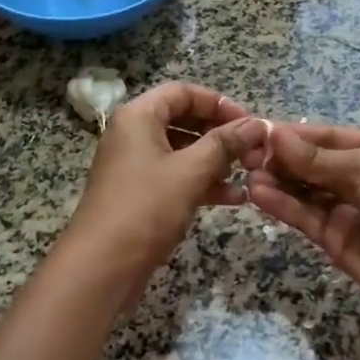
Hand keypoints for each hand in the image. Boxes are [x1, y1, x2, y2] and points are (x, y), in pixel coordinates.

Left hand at [63, 82, 266, 290]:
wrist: (102, 267)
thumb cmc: (145, 207)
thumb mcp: (190, 172)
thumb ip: (225, 144)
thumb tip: (257, 124)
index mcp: (138, 116)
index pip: (183, 92)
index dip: (219, 103)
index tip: (250, 122)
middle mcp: (133, 134)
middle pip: (184, 120)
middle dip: (221, 134)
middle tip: (253, 151)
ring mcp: (134, 165)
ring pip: (182, 151)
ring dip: (216, 161)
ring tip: (249, 175)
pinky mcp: (139, 194)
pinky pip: (176, 177)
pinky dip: (202, 183)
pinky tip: (233, 199)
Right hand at [247, 124, 359, 324]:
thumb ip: (316, 157)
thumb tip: (274, 134)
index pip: (326, 136)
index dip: (294, 135)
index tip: (259, 132)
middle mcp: (357, 176)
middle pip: (310, 163)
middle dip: (281, 158)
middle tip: (246, 155)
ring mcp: (344, 208)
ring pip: (302, 190)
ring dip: (276, 181)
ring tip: (248, 174)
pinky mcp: (333, 239)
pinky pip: (303, 216)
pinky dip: (281, 205)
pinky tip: (258, 194)